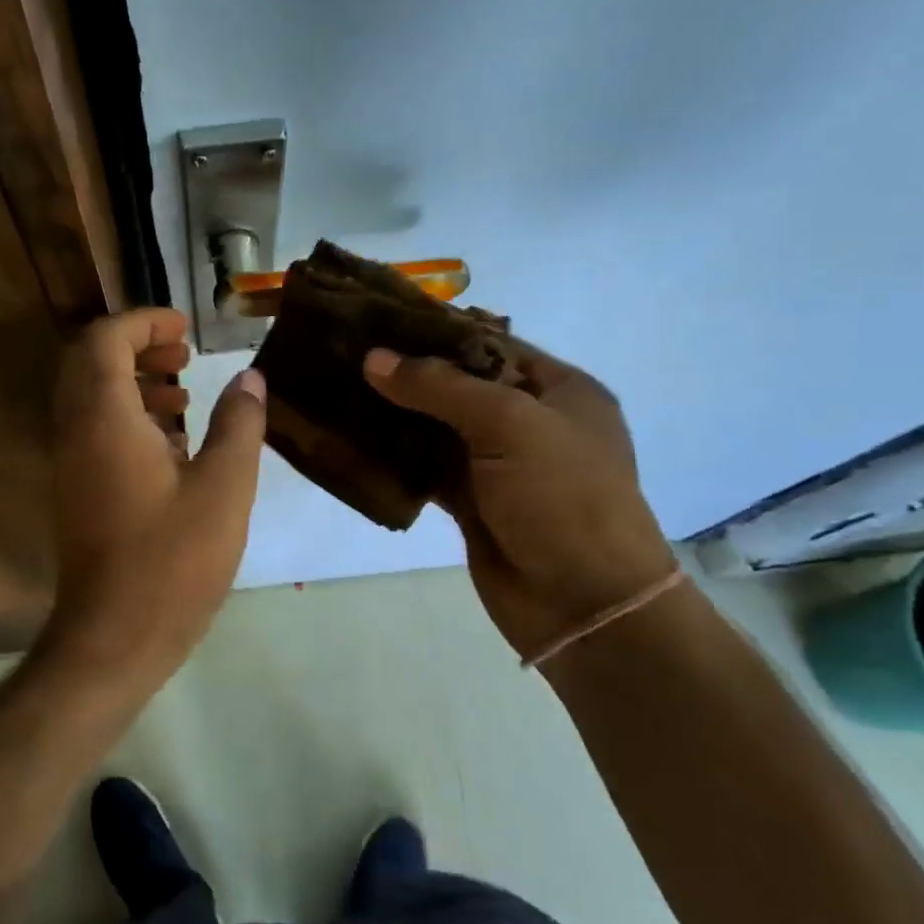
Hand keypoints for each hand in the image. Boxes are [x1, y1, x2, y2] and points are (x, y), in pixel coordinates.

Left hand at [41, 308, 267, 688]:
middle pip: (90, 362)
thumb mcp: (224, 488)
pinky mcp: (78, 491)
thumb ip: (239, 424)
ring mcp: (71, 464)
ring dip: (133, 382)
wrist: (114, 637)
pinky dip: (129, 418)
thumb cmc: (173, 560)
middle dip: (136, 346)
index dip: (143, 321)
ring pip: (91, 398)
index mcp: (104, 419)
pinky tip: (175, 446)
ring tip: (185, 396)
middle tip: (184, 354)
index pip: (104, 340)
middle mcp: (76, 432)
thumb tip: (250, 379)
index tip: (186, 328)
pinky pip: (95, 431)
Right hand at [362, 339, 675, 660]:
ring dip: (395, 414)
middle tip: (348, 352)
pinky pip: (425, 469)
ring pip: (436, 428)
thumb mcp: (509, 424)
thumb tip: (374, 359)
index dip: (437, 331)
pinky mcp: (471, 503)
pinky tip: (354, 440)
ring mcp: (498, 466)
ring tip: (340, 388)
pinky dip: (395, 457)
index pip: (489, 344)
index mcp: (558, 390)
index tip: (379, 319)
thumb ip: (440, 387)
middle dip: (408, 372)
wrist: (583, 604)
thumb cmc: (563, 497)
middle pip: (459, 385)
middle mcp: (529, 422)